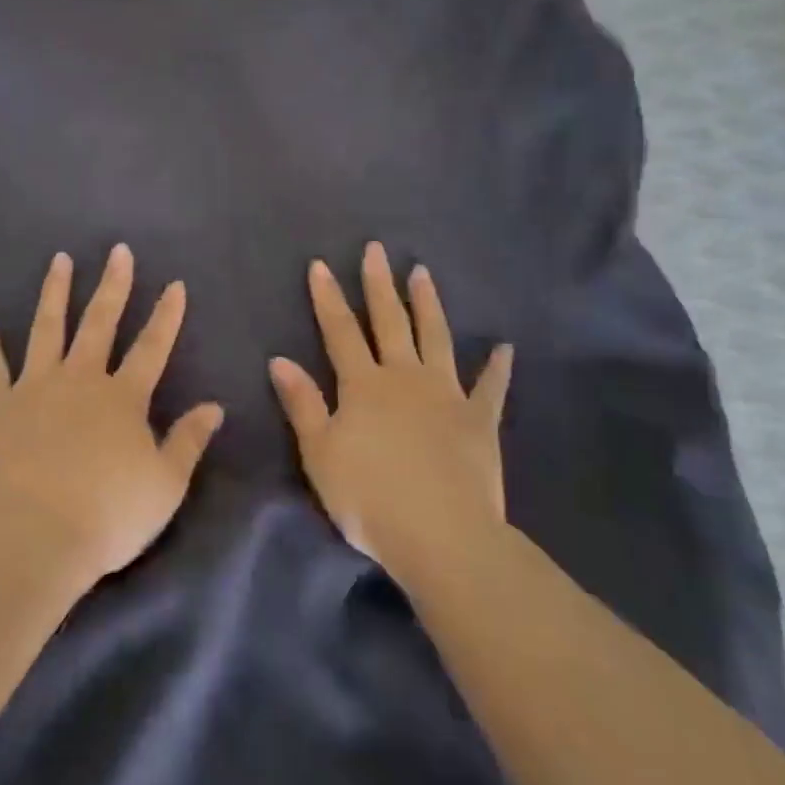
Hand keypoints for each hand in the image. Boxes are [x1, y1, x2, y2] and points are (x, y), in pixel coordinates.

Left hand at [0, 245, 224, 582]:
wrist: (35, 538)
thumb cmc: (108, 516)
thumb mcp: (165, 485)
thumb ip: (188, 440)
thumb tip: (214, 406)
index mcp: (123, 398)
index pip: (152, 347)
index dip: (166, 315)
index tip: (175, 284)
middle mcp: (80, 380)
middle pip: (100, 323)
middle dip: (113, 285)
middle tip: (118, 250)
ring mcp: (35, 388)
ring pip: (47, 328)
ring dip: (55, 292)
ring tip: (60, 260)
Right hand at [269, 242, 512, 575]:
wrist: (440, 534)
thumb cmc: (368, 497)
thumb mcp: (320, 453)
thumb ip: (302, 403)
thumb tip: (279, 359)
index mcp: (363, 386)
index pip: (340, 331)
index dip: (328, 298)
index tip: (321, 264)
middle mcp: (404, 378)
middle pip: (389, 323)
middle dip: (379, 285)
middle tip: (377, 250)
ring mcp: (446, 396)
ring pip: (436, 339)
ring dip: (428, 305)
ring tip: (422, 273)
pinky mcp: (479, 421)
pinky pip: (490, 388)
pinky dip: (497, 368)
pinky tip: (505, 347)